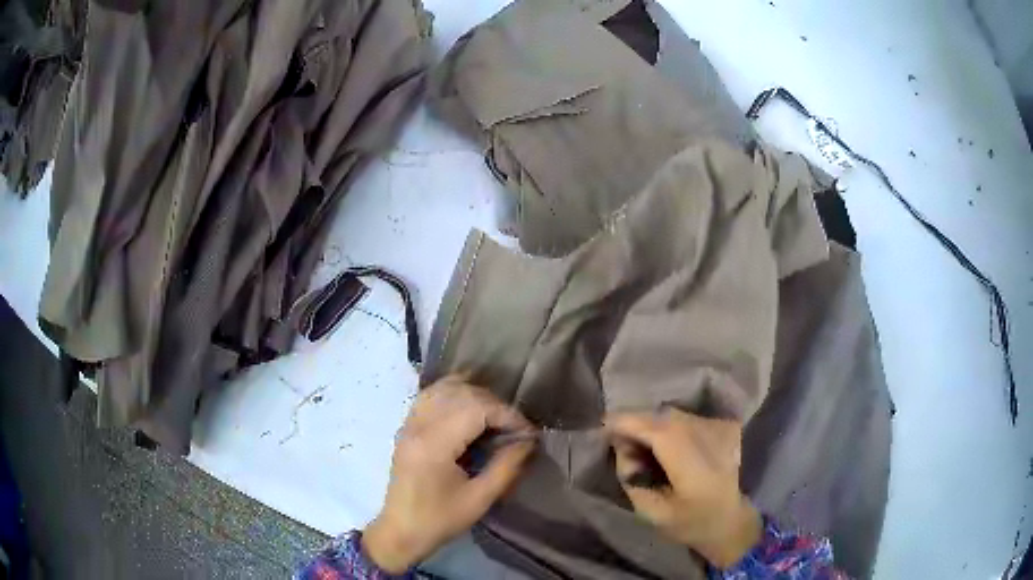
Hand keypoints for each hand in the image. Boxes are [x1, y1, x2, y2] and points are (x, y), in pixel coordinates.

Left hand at [363, 375, 535, 572]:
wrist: (401, 531)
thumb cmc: (440, 520)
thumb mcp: (480, 499)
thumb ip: (506, 466)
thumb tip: (528, 441)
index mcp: (434, 445)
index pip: (476, 409)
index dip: (507, 415)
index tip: (528, 433)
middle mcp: (418, 426)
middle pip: (462, 394)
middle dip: (495, 405)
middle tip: (515, 428)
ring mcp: (409, 423)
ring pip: (444, 388)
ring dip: (475, 395)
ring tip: (495, 417)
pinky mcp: (407, 427)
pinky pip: (430, 395)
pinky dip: (453, 394)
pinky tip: (470, 407)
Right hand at [605, 409, 761, 568]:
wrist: (730, 520)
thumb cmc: (690, 523)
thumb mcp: (652, 513)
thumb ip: (632, 479)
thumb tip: (621, 447)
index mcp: (695, 469)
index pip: (660, 433)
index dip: (630, 424)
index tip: (604, 425)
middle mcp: (711, 442)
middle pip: (665, 418)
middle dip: (636, 423)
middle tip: (618, 440)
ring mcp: (721, 431)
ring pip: (674, 415)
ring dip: (651, 424)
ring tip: (638, 443)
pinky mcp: (725, 427)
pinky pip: (686, 418)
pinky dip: (667, 426)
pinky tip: (661, 443)